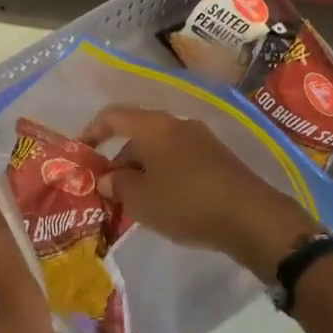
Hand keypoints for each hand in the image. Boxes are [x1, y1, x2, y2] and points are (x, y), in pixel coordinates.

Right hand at [80, 106, 315, 279]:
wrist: (251, 216)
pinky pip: (179, 162)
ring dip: (142, 172)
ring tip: (134, 205)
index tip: (81, 153)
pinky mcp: (218, 159)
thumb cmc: (186, 202)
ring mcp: (201, 140)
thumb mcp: (141, 200)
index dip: (92, 131)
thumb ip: (118, 186)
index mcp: (154, 126)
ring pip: (159, 151)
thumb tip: (109, 179)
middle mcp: (177, 124)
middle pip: (137, 135)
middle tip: (108, 193)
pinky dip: (164, 177)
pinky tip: (165, 205)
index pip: (113, 116)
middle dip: (119, 161)